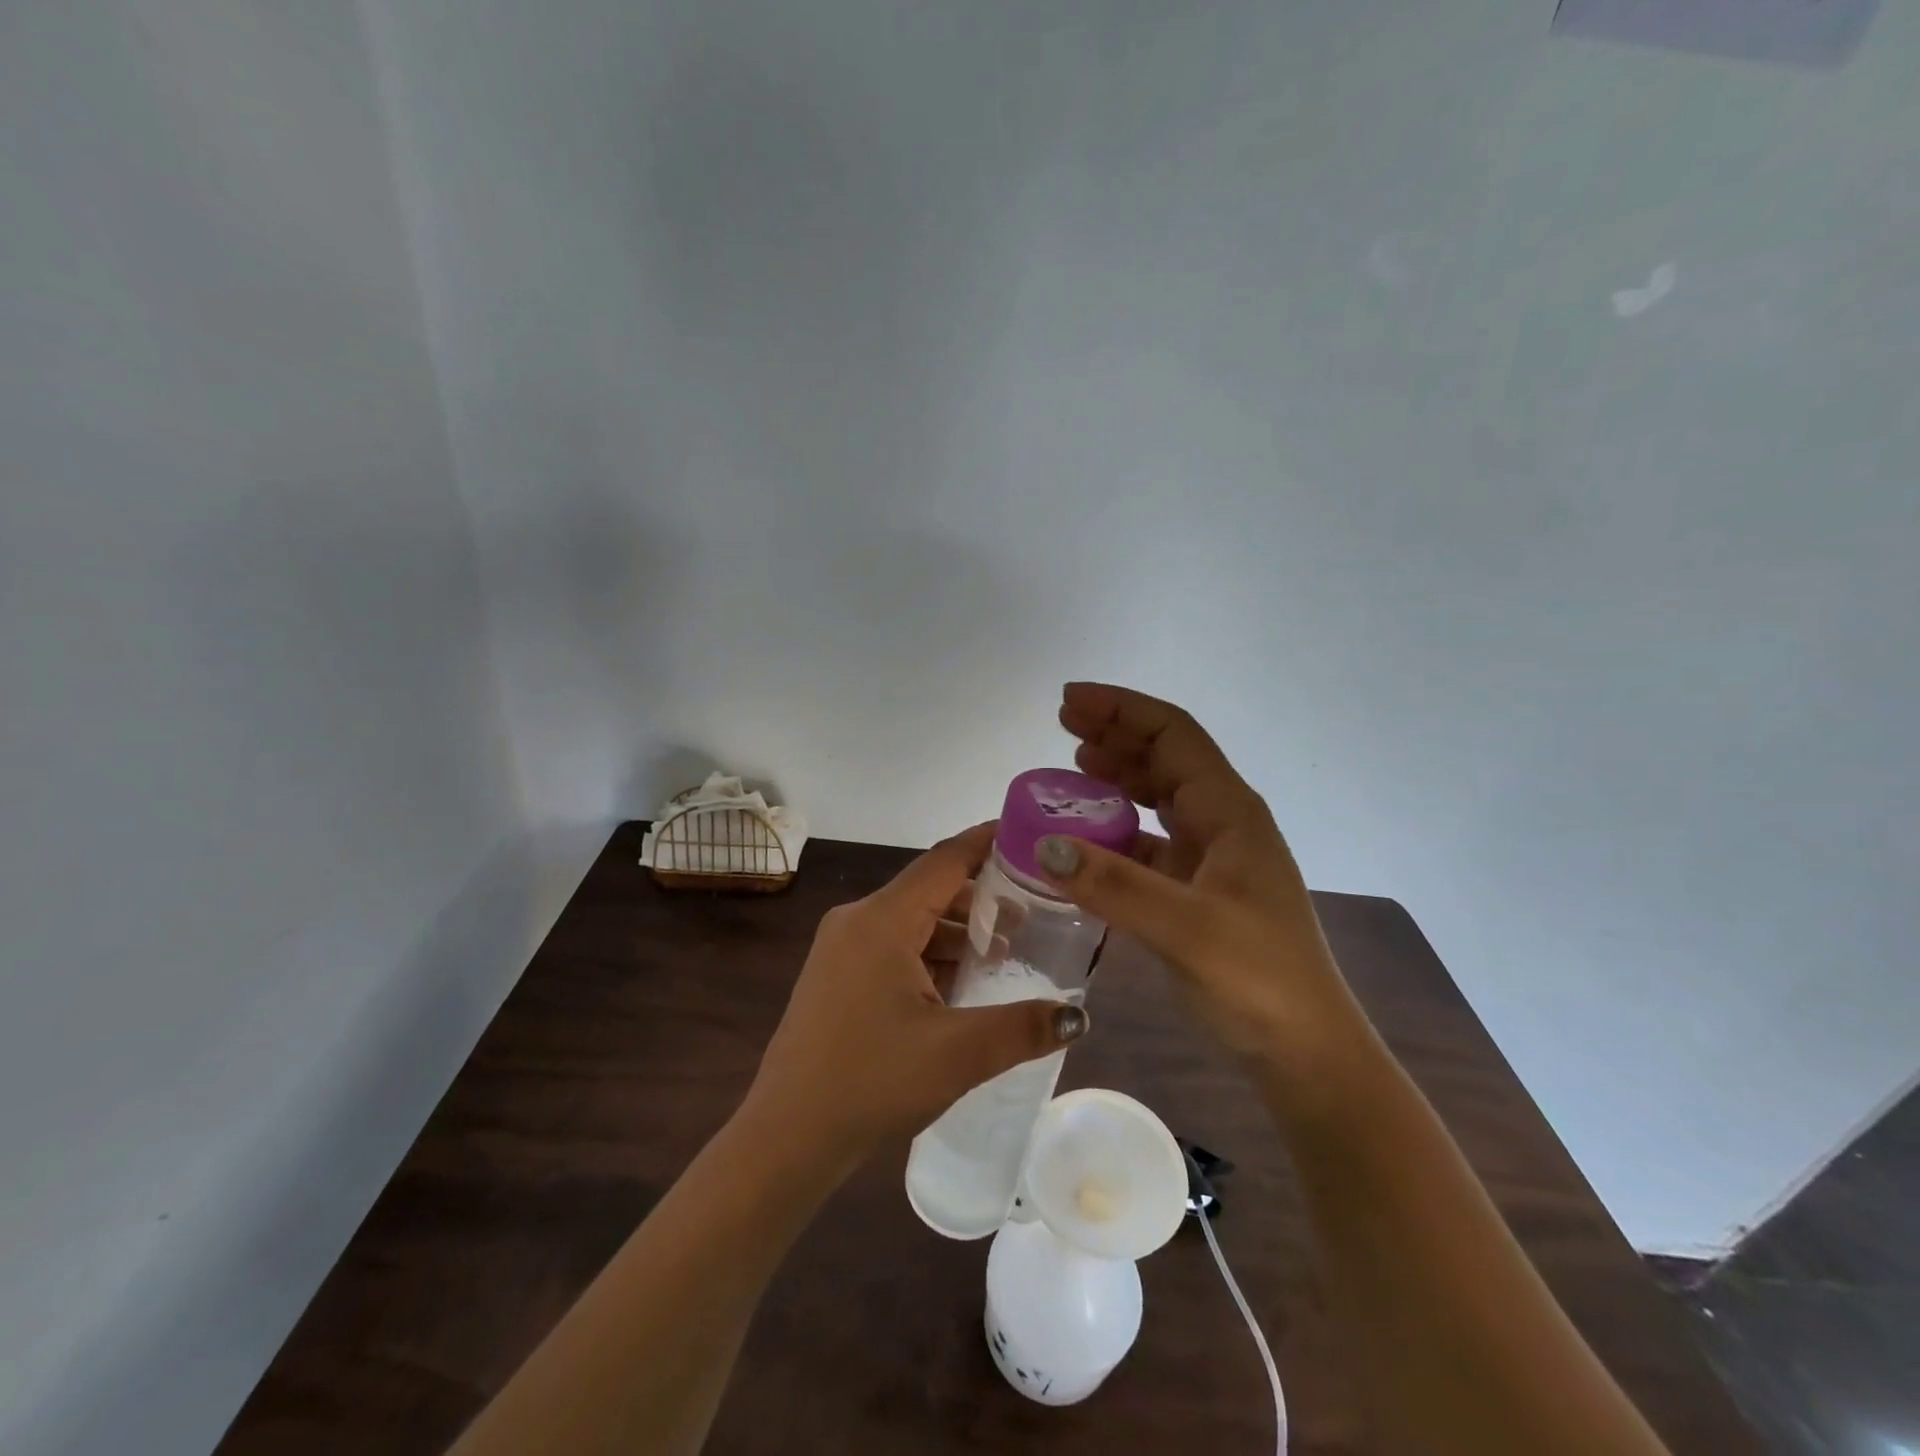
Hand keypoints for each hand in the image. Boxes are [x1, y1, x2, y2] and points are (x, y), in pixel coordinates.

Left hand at [741, 823, 1088, 1169]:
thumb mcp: (957, 1053)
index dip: (987, 843)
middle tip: (1033, 911)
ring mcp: (841, 949)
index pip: (945, 860)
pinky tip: (959, 985)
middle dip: (981, 898)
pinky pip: (892, 947)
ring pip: (911, 922)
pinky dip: (930, 955)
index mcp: (882, 920)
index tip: (1028, 834)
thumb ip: (1022, 1028)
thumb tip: (1078, 1016)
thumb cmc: (871, 1081)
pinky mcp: (836, 976)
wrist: (786, 1137)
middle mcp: (857, 920)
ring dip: (957, 933)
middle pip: (930, 890)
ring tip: (1005, 952)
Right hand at [1035, 683, 1377, 1104]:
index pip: (1173, 734)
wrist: (1306, 1053)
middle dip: (1115, 733)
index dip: (1121, 709)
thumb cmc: (1258, 981)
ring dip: (1118, 774)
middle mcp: (1224, 823)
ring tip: (1074, 764)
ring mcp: (1214, 858)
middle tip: (1062, 725)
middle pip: (1166, 757)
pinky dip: (1118, 829)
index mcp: (1230, 812)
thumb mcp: (1185, 929)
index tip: (1069, 702)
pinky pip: (1152, 842)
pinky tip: (1090, 838)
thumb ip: (1114, 885)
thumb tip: (1043, 845)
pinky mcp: (1200, 891)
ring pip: (1159, 797)